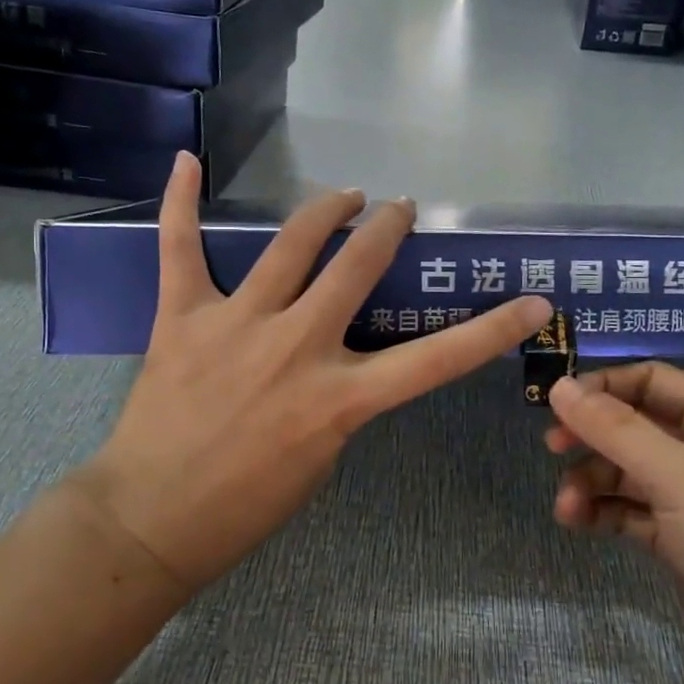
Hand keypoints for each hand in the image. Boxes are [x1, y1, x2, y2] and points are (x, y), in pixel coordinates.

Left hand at [65, 153, 552, 592]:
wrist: (151, 521)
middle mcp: (297, 347)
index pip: (437, 359)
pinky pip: (180, 247)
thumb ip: (341, 399)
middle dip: (388, 228)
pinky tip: (188, 162)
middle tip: (400, 209)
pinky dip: (181, 203)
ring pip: (291, 243)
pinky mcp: (182, 315)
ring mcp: (238, 323)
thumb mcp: (322, 459)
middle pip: (359, 266)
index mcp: (340, 399)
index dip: (494, 330)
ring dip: (326, 209)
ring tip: (346, 196)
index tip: (532, 302)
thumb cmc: (245, 506)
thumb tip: (340, 358)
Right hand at [544, 365, 683, 683]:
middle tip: (551, 447)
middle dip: (592, 435)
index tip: (558, 404)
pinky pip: (631, 510)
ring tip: (565, 508)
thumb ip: (614, 429)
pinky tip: (578, 523)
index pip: (652, 381)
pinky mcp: (681, 541)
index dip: (604, 386)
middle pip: (635, 425)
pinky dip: (603, 511)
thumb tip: (559, 386)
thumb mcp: (675, 476)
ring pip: (628, 470)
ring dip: (592, 481)